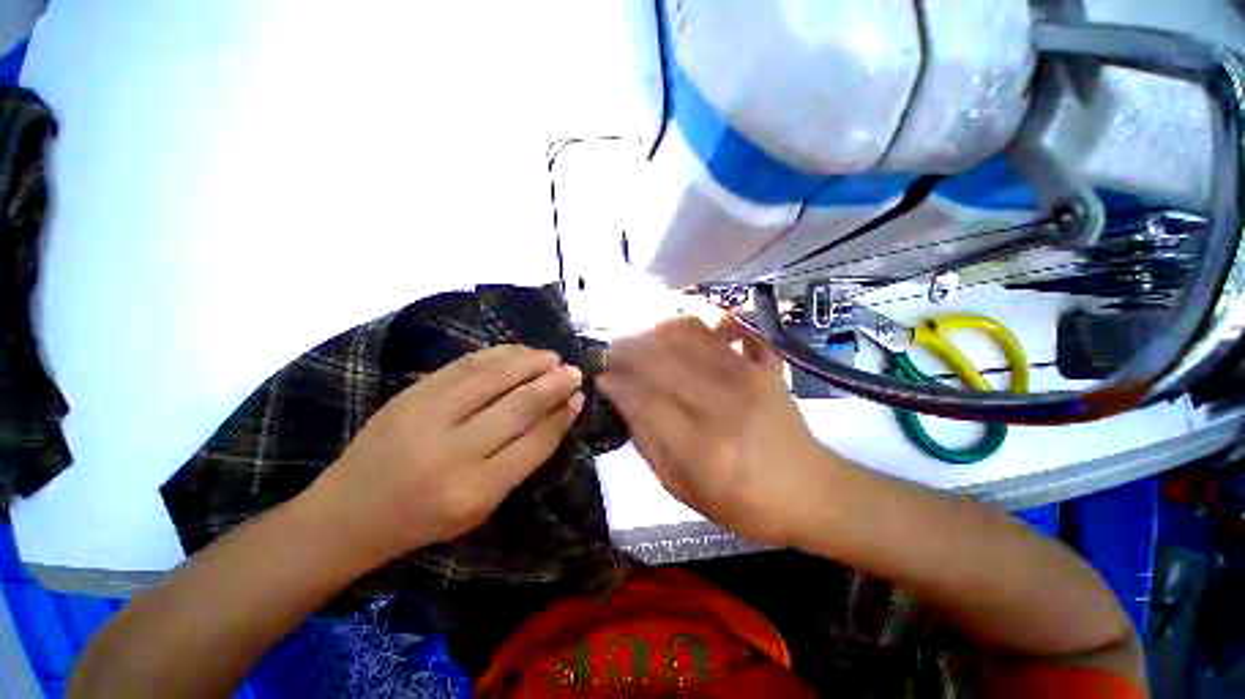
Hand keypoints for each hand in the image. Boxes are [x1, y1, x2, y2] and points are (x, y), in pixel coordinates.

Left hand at [310, 345, 583, 563]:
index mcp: (474, 491)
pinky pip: (465, 365)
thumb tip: (558, 415)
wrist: (348, 512)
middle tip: (574, 372)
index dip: (561, 417)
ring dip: (530, 362)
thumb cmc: (423, 520)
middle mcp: (453, 451)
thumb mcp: (481, 508)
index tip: (579, 399)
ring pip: (494, 377)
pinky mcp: (411, 393)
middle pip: (519, 405)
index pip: (534, 443)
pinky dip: (498, 354)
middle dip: (553, 384)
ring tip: (552, 357)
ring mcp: (427, 416)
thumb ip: (521, 461)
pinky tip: (519, 351)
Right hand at [598, 314, 831, 544]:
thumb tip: (622, 399)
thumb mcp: (683, 488)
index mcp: (702, 446)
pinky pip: (726, 326)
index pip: (644, 397)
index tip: (600, 376)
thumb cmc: (744, 502)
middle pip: (661, 358)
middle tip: (612, 353)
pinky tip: (684, 330)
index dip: (615, 381)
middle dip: (627, 349)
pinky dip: (700, 320)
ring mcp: (747, 377)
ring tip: (642, 342)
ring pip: (689, 334)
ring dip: (655, 331)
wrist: (811, 491)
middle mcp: (723, 404)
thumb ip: (649, 442)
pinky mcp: (764, 365)